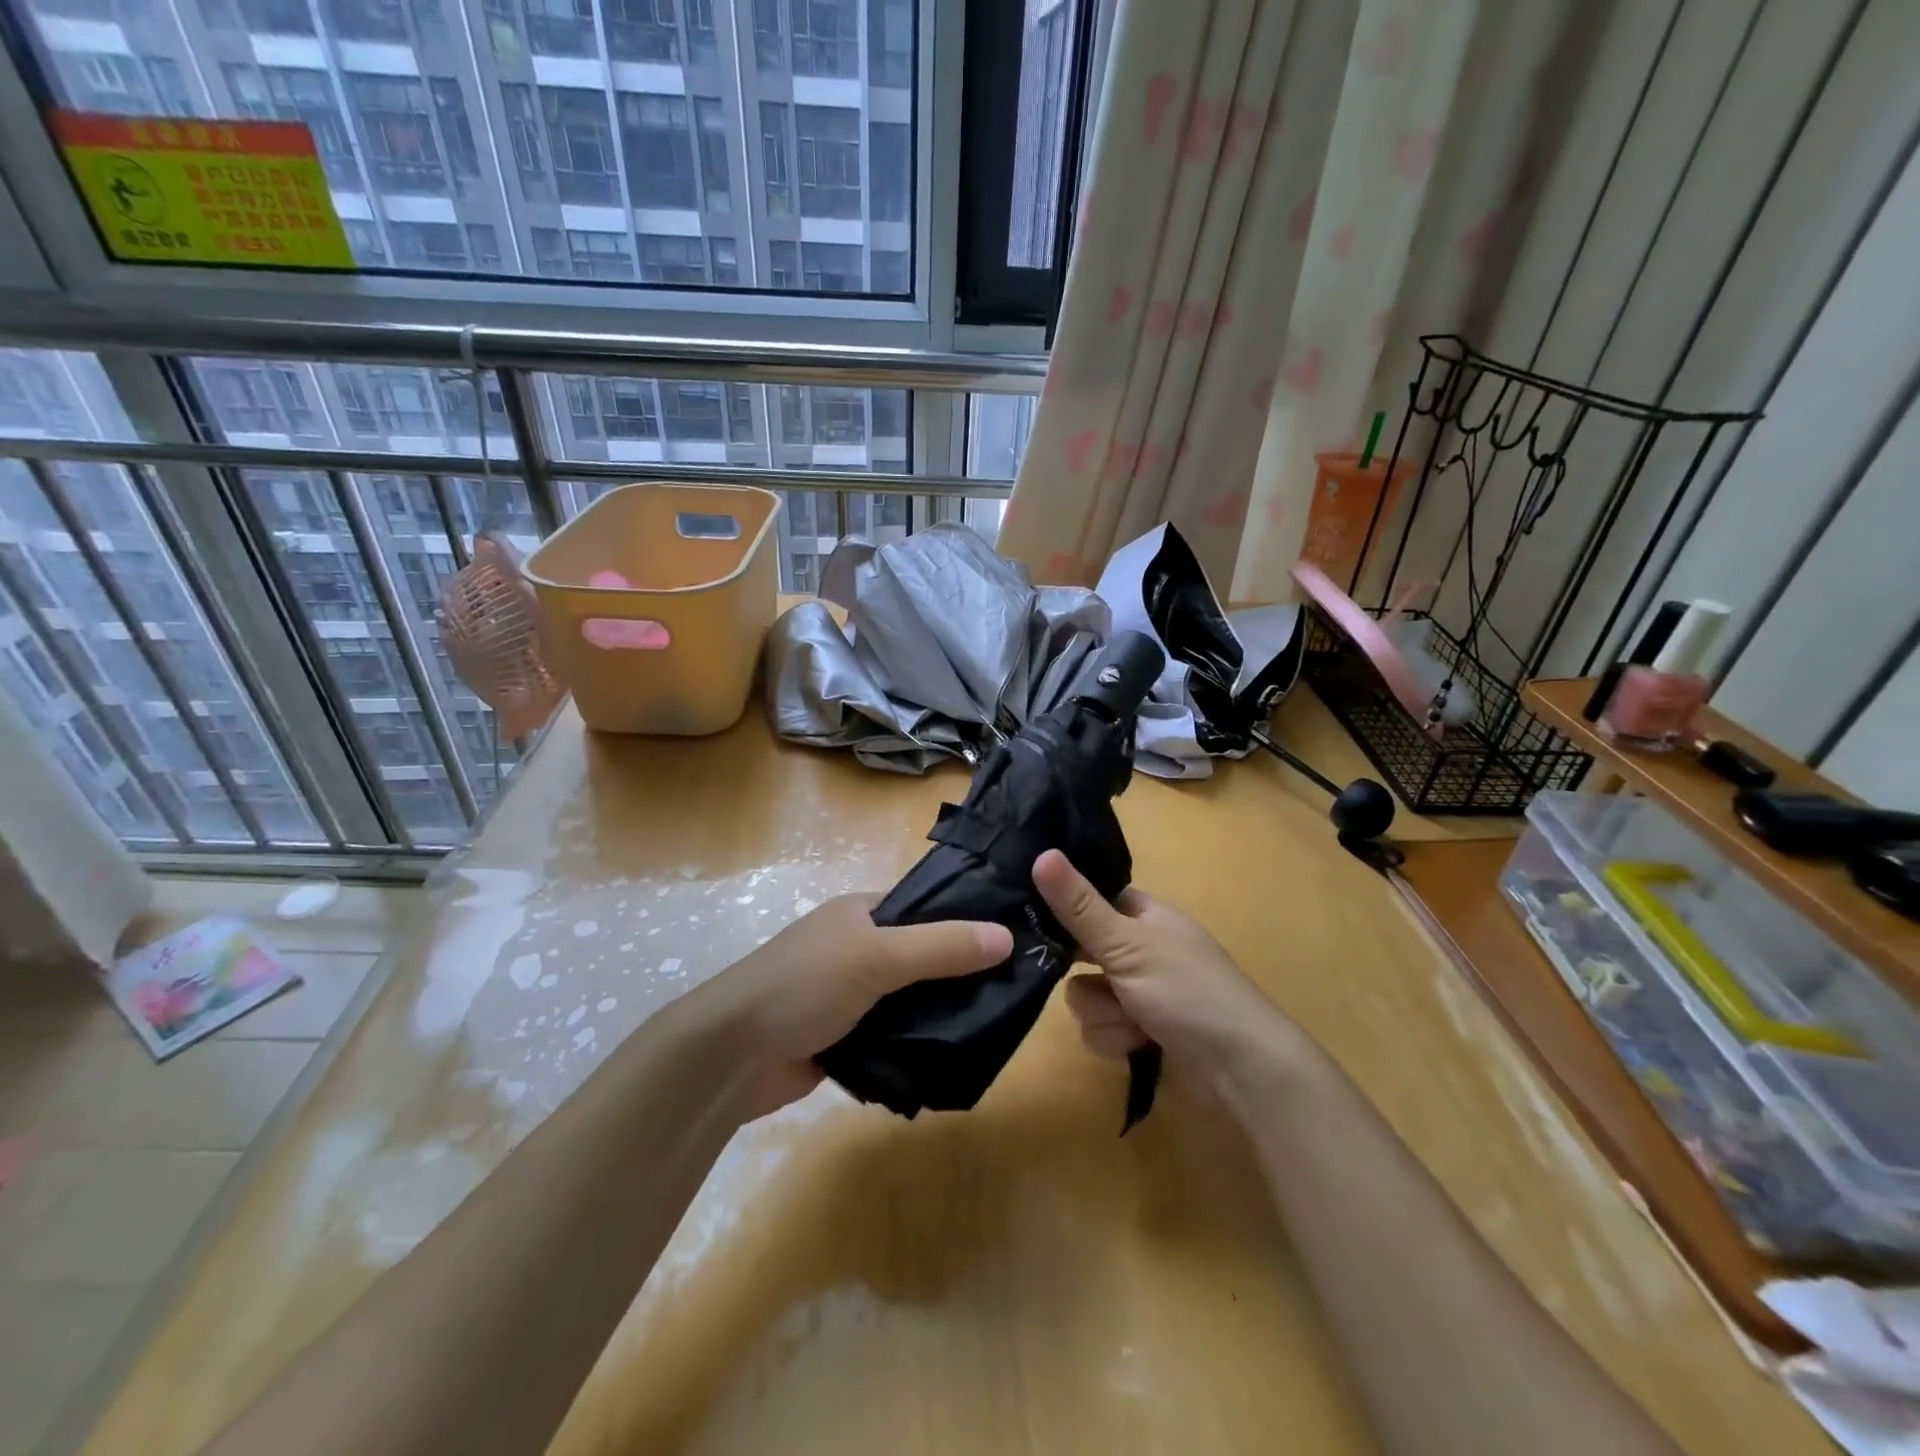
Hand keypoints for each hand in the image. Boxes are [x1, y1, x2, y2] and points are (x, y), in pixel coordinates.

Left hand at [693, 894, 1012, 1116]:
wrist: (731, 1056)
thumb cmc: (803, 984)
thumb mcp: (876, 955)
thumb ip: (941, 946)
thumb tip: (1007, 936)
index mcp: (862, 914)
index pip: (927, 907)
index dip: (967, 918)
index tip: (1016, 936)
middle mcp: (858, 948)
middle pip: (923, 955)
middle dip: (961, 971)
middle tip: (1017, 987)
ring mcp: (851, 995)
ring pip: (912, 998)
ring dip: (942, 1011)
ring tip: (999, 1022)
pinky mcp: (845, 1038)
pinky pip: (895, 1034)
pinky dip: (919, 1043)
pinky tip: (957, 1054)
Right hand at [1033, 849, 1308, 1095]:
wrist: (1240, 1070)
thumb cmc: (1188, 991)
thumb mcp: (1127, 944)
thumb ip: (1079, 906)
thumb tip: (1041, 853)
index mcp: (1146, 916)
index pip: (1094, 899)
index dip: (1067, 908)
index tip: (1035, 918)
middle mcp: (1142, 950)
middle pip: (1082, 952)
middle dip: (1084, 974)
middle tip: (1092, 977)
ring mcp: (1142, 993)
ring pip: (1086, 995)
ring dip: (1103, 1012)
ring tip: (1130, 1020)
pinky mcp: (1141, 1032)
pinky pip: (1101, 1028)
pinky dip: (1115, 1038)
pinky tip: (1138, 1044)